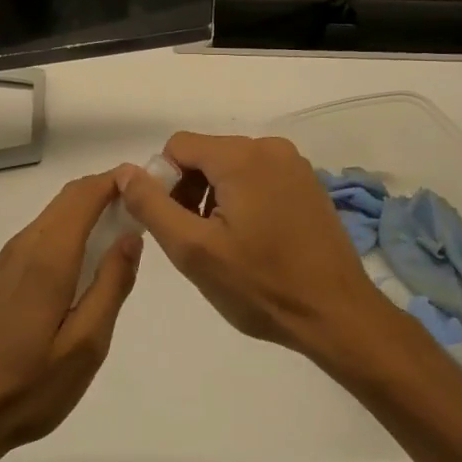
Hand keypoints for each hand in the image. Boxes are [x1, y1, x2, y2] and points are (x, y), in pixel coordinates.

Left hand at [0, 173, 141, 461]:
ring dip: (87, 212)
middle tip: (144, 210)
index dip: (116, 181)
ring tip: (122, 234)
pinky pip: (41, 236)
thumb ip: (111, 285)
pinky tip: (85, 263)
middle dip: (106, 192)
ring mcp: (6, 260)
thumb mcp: (87, 345)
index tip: (150, 185)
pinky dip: (69, 232)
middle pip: (68, 199)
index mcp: (47, 258)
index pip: (84, 196)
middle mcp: (23, 246)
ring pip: (53, 216)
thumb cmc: (30, 387)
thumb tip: (131, 236)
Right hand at [115, 133, 396, 365]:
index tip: (174, 225)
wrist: (336, 315)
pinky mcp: (308, 185)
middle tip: (196, 240)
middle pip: (205, 154)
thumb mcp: (193, 249)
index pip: (178, 147)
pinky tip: (252, 241)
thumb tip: (125, 171)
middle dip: (189, 191)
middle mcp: (271, 148)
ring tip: (224, 245)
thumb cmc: (260, 285)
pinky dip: (243, 201)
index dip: (163, 183)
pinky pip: (258, 178)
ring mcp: (295, 165)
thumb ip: (152, 205)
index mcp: (242, 156)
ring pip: (231, 168)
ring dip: (215, 198)